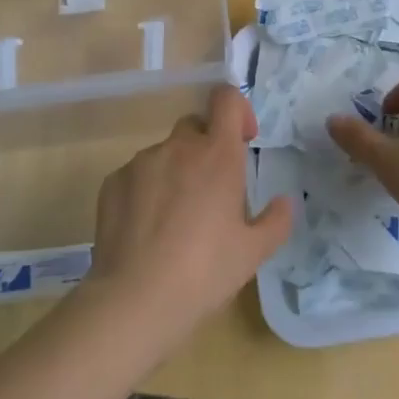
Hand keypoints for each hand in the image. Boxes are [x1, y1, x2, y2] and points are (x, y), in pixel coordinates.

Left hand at [85, 85, 293, 340]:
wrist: (136, 299)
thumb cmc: (205, 271)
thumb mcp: (254, 252)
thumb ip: (276, 220)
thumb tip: (285, 202)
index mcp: (218, 155)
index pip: (227, 100)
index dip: (238, 110)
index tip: (243, 140)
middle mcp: (178, 148)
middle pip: (195, 126)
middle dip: (206, 147)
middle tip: (212, 190)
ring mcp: (141, 163)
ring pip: (165, 153)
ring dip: (176, 171)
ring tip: (176, 219)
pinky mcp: (112, 182)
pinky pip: (136, 175)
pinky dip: (147, 190)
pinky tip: (147, 229)